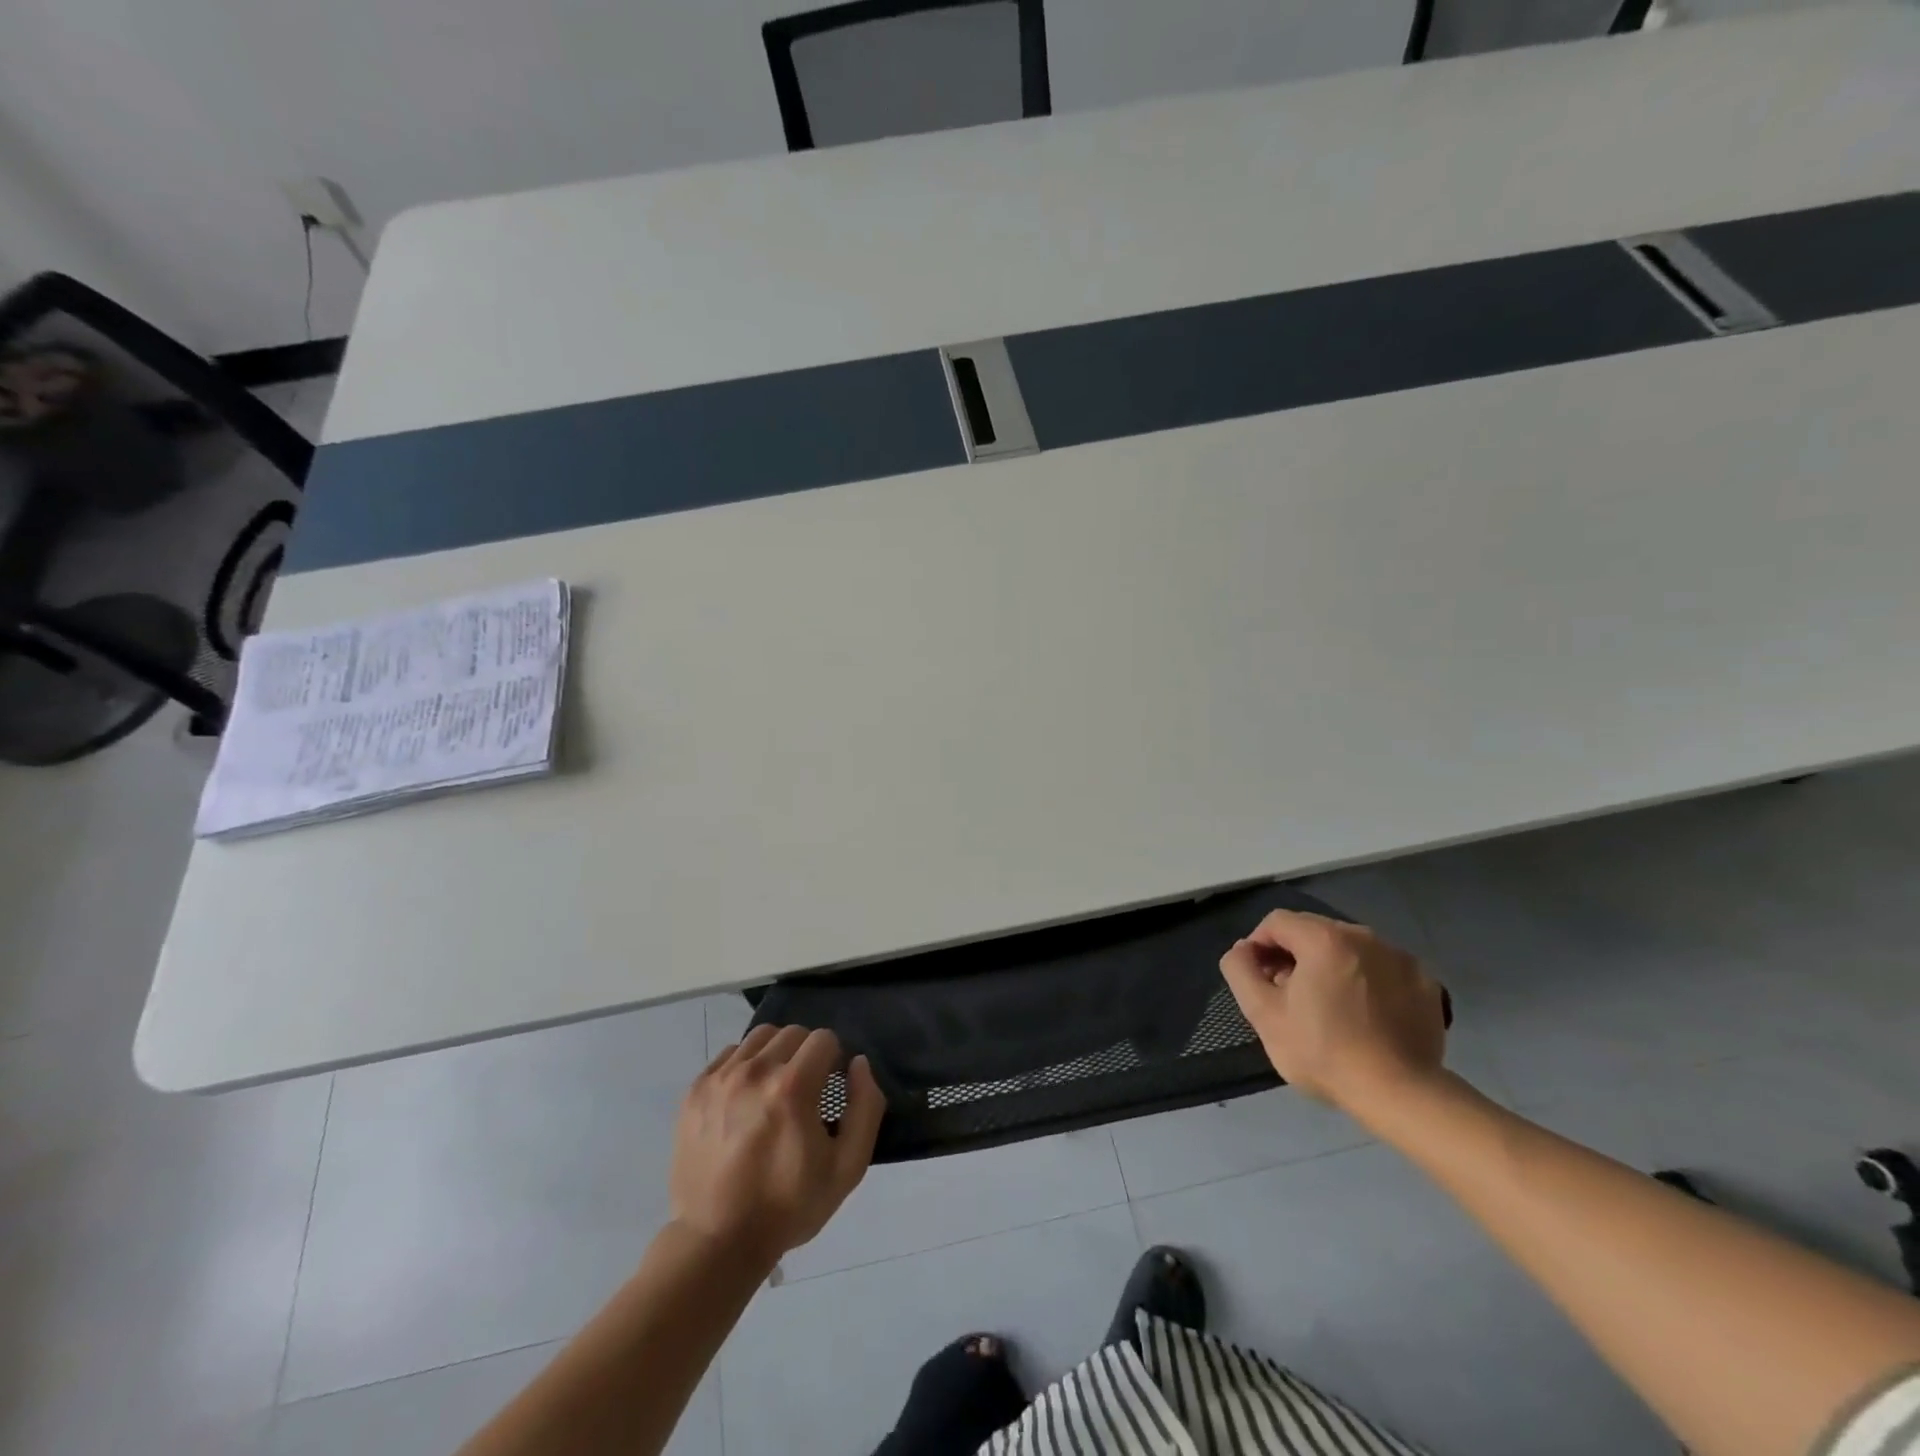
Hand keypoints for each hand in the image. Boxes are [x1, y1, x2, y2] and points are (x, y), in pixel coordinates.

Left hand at [669, 1024, 885, 1266]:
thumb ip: (865, 1107)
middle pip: (793, 1033)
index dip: (834, 1061)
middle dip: (807, 1054)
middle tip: (804, 1092)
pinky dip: (744, 1066)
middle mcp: (754, 1072)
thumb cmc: (788, 1206)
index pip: (824, 1039)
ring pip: (760, 1037)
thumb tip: (858, 1064)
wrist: (718, 1242)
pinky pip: (729, 1055)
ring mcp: (719, 1079)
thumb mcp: (847, 1167)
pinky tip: (746, 1100)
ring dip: (776, 1055)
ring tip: (774, 1091)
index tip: (828, 1091)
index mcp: (791, 1087)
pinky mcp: (695, 1091)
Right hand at [1219, 910, 1447, 1114]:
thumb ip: (1240, 970)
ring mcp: (1400, 957)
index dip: (1258, 945)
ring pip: (1349, 948)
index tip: (1259, 979)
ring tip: (1327, 1006)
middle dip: (1293, 955)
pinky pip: (1381, 968)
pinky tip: (1364, 1014)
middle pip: (1314, 931)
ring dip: (1329, 966)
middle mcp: (1364, 936)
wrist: (1401, 1095)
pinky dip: (1366, 981)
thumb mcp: (1263, 1014)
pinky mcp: (1424, 982)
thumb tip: (1242, 950)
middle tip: (1288, 995)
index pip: (1277, 922)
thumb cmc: (1324, 1052)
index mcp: (1324, 938)